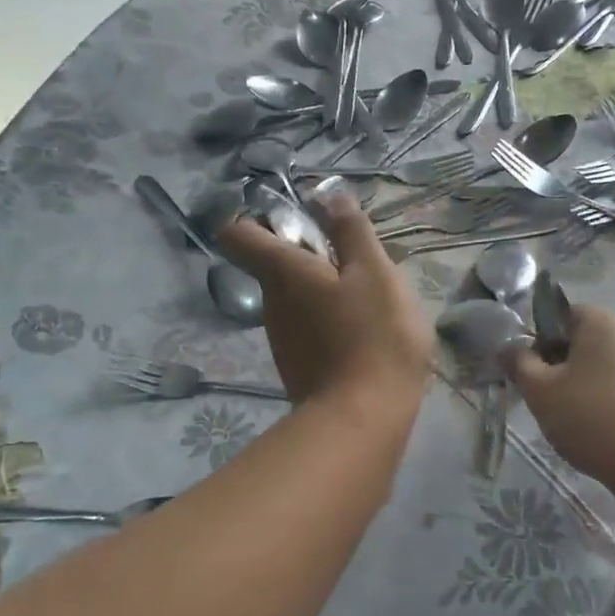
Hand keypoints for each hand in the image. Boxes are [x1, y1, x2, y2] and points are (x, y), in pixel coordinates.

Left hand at [218, 192, 431, 416]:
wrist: (362, 420)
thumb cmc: (373, 337)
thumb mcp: (375, 273)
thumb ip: (352, 232)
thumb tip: (329, 195)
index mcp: (283, 272)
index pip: (239, 233)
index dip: (259, 219)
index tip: (298, 220)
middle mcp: (271, 303)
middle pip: (276, 264)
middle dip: (311, 255)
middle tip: (359, 263)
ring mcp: (281, 339)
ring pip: (295, 298)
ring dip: (324, 290)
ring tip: (370, 302)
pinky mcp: (297, 366)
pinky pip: (308, 328)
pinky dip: (329, 322)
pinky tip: (364, 336)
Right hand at [505, 303, 614, 486]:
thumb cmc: (592, 420)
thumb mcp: (540, 392)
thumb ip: (519, 363)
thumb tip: (508, 347)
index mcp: (602, 320)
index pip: (564, 316)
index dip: (544, 343)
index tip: (538, 375)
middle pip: (591, 340)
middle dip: (571, 364)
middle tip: (556, 401)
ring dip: (598, 382)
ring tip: (587, 421)